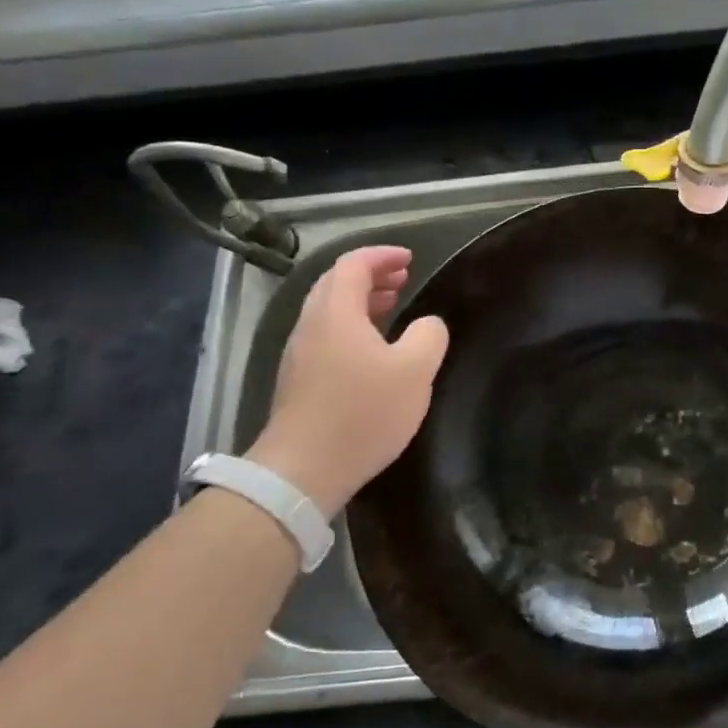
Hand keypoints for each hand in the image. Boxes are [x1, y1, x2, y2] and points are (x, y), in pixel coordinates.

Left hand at [247, 246, 447, 516]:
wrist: (303, 471)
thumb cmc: (363, 413)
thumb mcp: (415, 371)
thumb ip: (429, 336)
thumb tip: (427, 325)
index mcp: (336, 312)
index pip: (353, 264)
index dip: (382, 256)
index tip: (410, 259)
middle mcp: (311, 325)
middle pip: (336, 283)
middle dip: (371, 275)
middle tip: (403, 279)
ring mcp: (300, 353)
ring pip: (329, 310)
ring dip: (360, 300)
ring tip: (391, 306)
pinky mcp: (298, 380)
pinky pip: (326, 334)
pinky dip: (351, 325)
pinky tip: (373, 349)